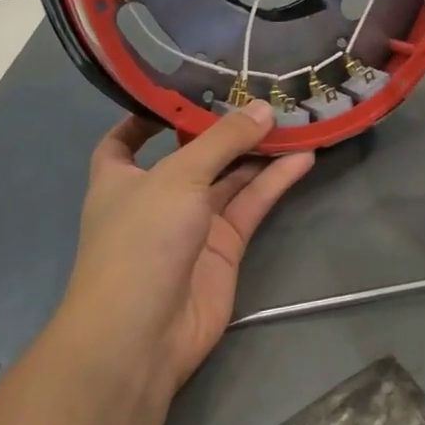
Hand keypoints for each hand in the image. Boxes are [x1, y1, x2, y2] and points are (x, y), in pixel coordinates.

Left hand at [60, 101, 313, 396]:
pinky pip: (251, 205)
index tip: (182, 90)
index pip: (126, 139)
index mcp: (121, 178)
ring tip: (293, 119)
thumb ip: (223, 140)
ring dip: (258, 152)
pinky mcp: (224, 246)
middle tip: (262, 95)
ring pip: (230, 178)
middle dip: (224, 128)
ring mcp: (192, 223)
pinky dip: (275, 182)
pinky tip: (303, 157)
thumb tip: (263, 108)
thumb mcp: (179, 177)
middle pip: (193, 153)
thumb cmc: (141, 241)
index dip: (148, 116)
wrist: (142, 334)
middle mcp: (157, 197)